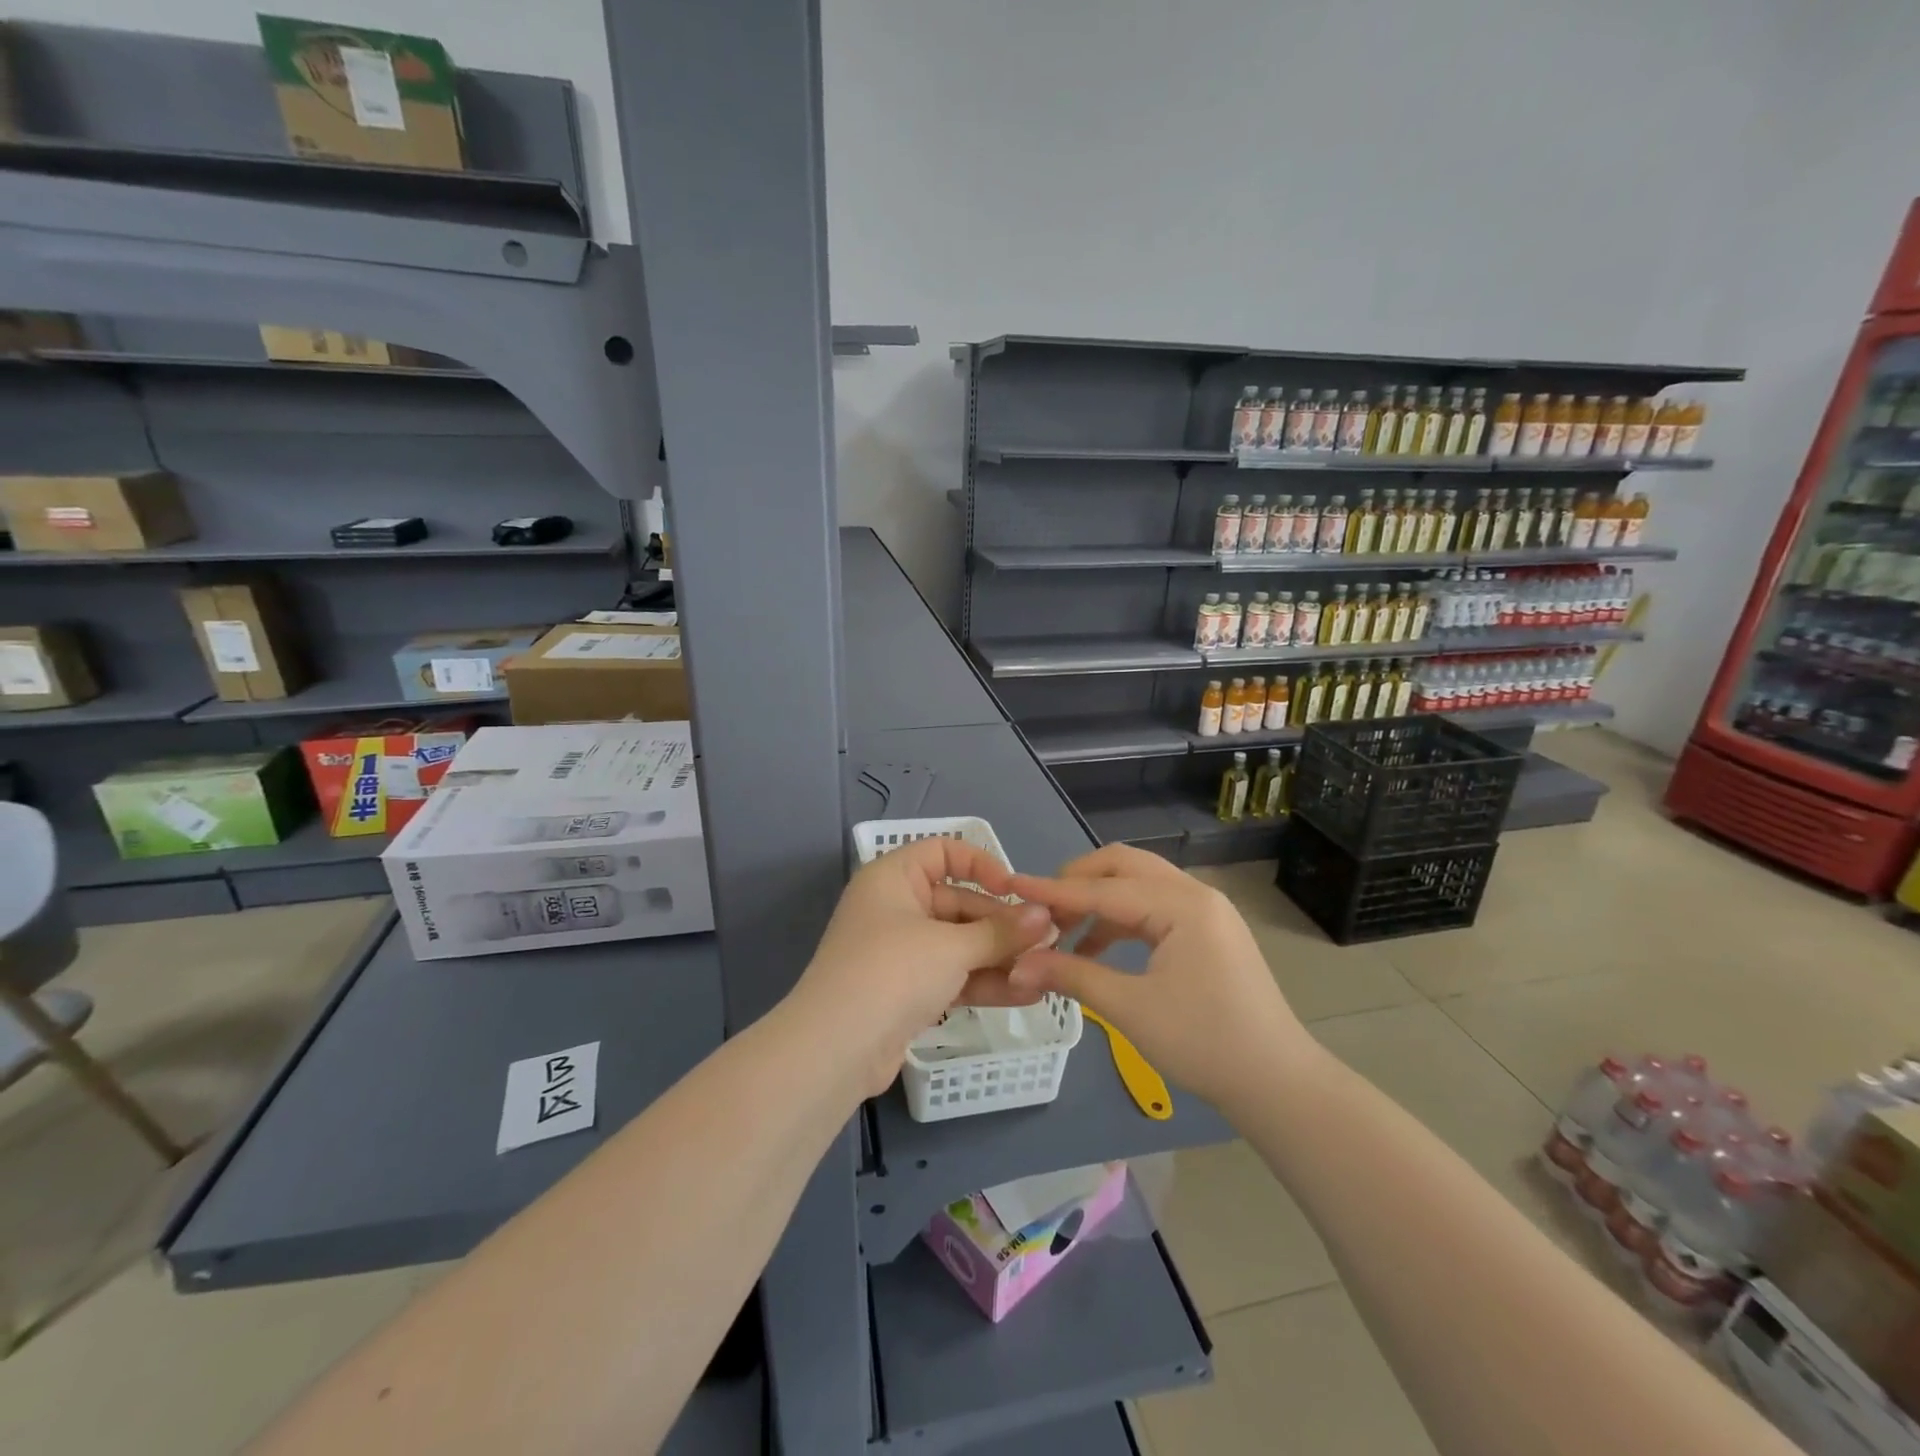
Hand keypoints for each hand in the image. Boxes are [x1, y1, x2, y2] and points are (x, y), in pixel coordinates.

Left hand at [788, 838, 1055, 1098]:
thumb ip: (1001, 932)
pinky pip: (954, 976)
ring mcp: (902, 952)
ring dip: (1000, 956)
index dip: (981, 865)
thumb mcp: (951, 947)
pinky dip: (985, 982)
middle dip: (1003, 923)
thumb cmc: (892, 972)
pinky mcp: (909, 991)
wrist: (835, 1050)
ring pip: (960, 944)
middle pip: (959, 902)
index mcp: (894, 878)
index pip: (943, 852)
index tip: (1014, 890)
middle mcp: (896, 907)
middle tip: (1049, 939)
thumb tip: (1046, 917)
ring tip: (1047, 968)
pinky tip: (1028, 993)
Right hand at [1006, 845, 1317, 1110]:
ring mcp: (1205, 912)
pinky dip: (1120, 921)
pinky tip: (1096, 950)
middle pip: (1123, 866)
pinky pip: (1154, 909)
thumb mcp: (1130, 1008)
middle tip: (1042, 910)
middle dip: (1078, 882)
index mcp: (1182, 904)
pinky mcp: (1207, 932)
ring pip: (1138, 886)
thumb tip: (1018, 965)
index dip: (1053, 890)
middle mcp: (1195, 894)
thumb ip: (1072, 975)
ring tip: (1063, 934)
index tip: (1011, 885)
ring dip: (1098, 902)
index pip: (1103, 889)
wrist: (1277, 1083)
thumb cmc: (1204, 1043)